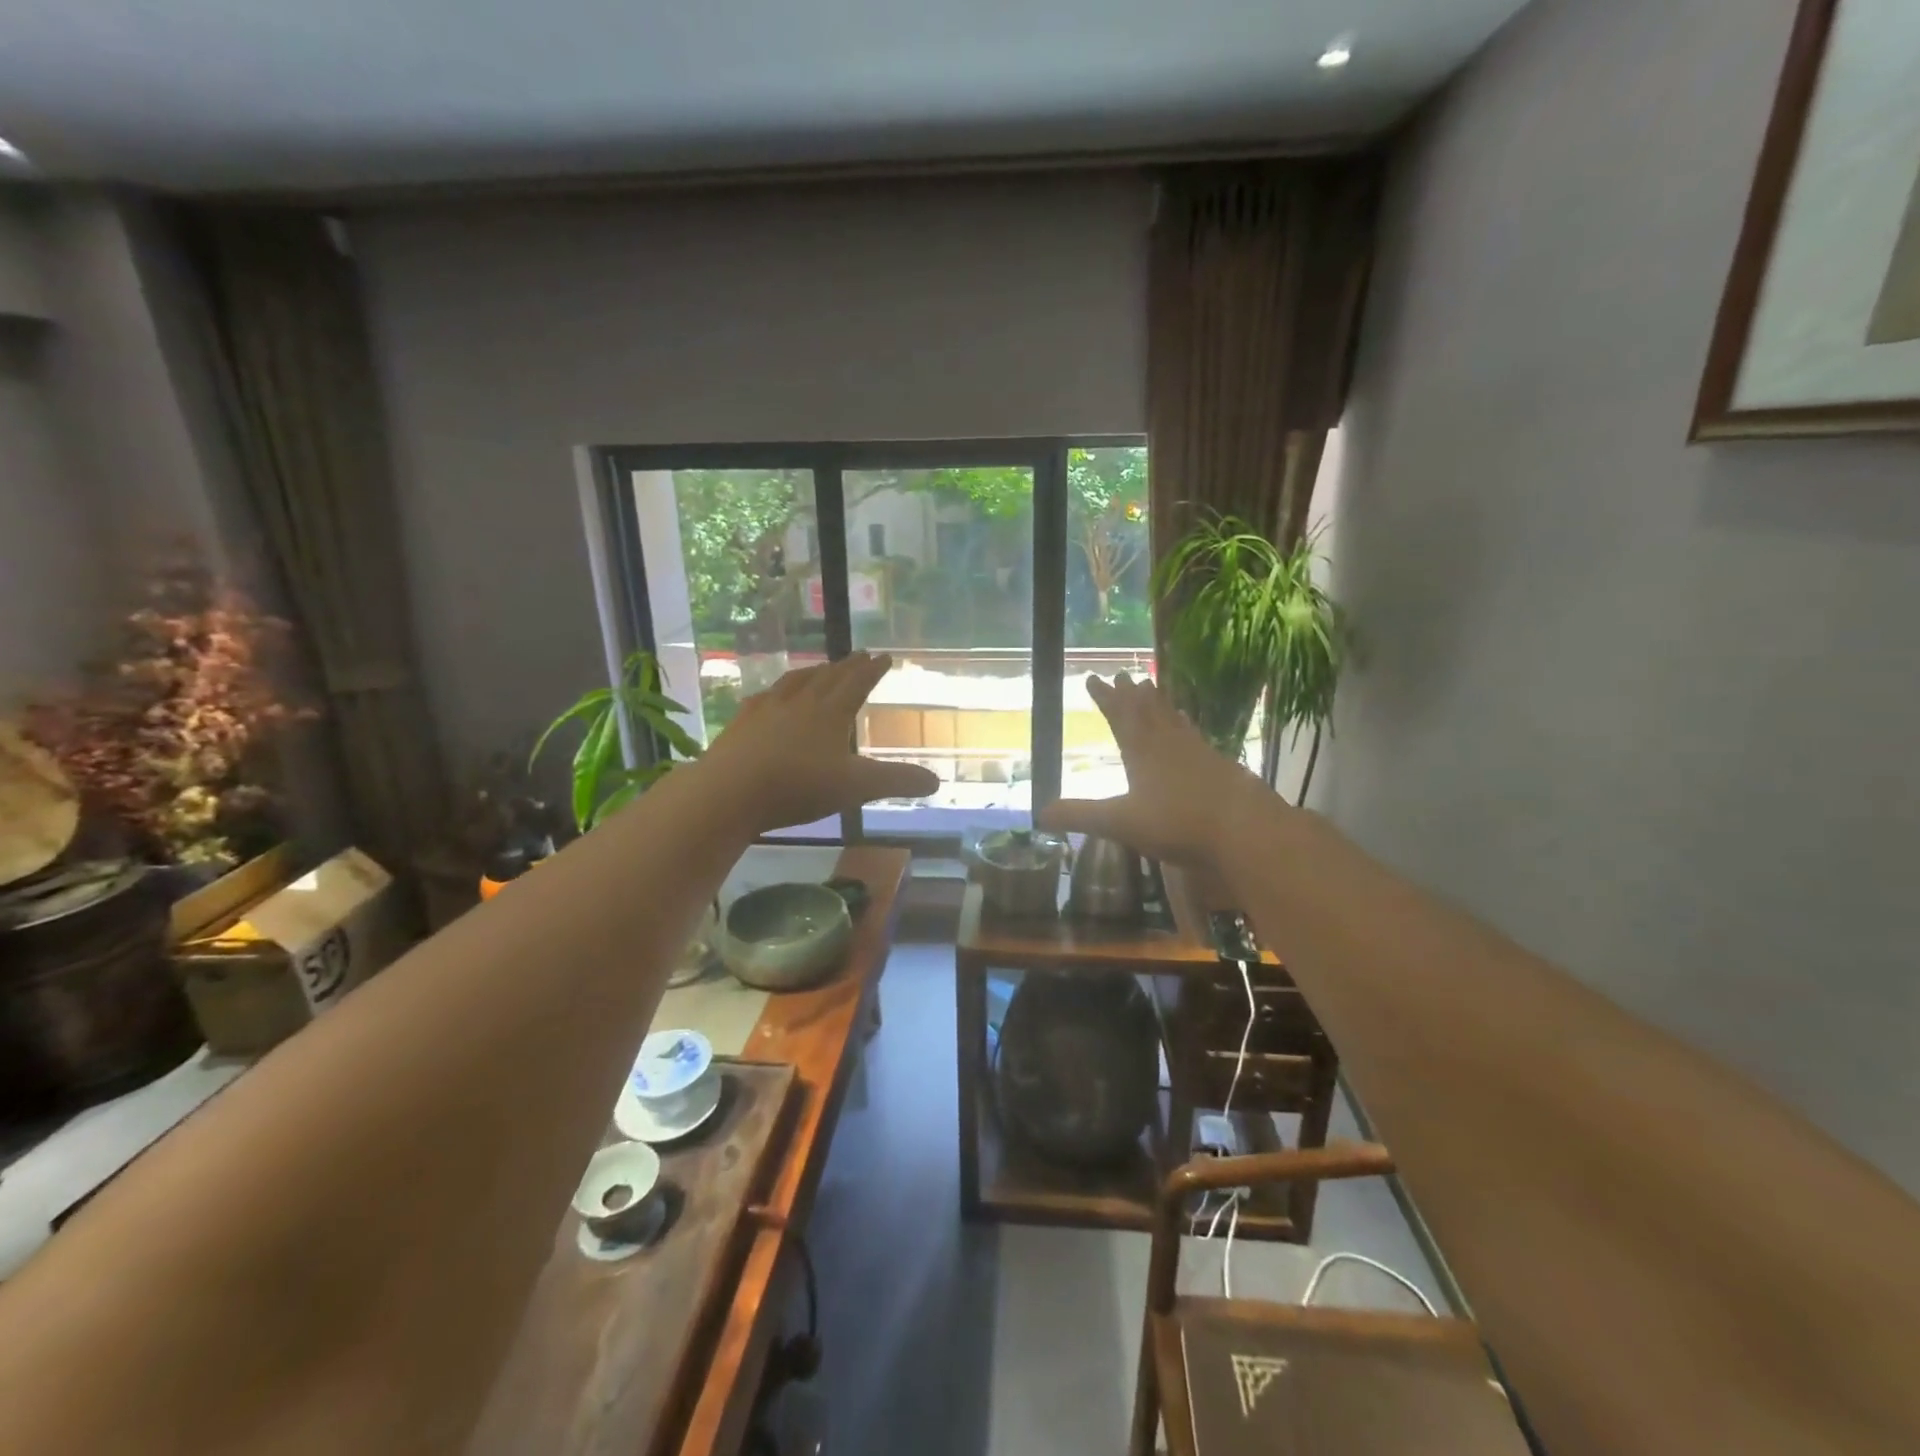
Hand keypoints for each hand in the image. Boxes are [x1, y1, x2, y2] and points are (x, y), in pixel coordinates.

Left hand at [697, 652, 938, 834]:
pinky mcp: (740, 724)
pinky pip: (762, 699)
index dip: (873, 670)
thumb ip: (896, 781)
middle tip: (858, 655)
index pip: (857, 683)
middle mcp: (800, 702)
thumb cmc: (798, 786)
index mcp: (830, 712)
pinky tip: (768, 697)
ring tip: (820, 668)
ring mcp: (766, 710)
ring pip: (794, 682)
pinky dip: (773, 693)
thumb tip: (937, 782)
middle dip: (846, 666)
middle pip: (827, 677)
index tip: (884, 655)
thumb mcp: (856, 787)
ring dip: (812, 673)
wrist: (729, 792)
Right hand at [1039, 674, 1275, 867]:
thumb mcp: (1119, 822)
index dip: (1105, 698)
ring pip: (1172, 719)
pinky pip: (1195, 735)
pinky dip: (1185, 725)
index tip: (1094, 678)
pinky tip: (1188, 726)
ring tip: (1152, 688)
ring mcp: (1197, 751)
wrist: (1244, 829)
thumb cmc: (1176, 822)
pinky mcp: (1219, 765)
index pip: (1119, 716)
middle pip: (1147, 710)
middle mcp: (1168, 743)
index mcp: (1141, 751)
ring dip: (1159, 703)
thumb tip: (1039, 813)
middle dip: (1131, 694)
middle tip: (1123, 675)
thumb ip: (1080, 816)